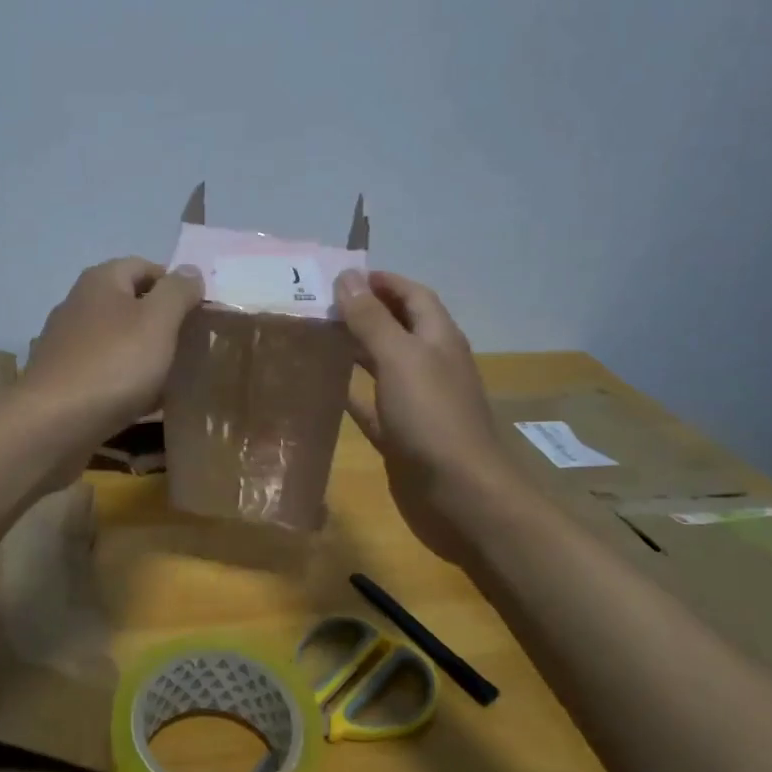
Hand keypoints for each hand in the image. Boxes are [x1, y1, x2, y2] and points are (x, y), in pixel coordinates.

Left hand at [21, 257, 203, 444]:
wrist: (53, 423)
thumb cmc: (113, 364)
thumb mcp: (157, 321)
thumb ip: (177, 292)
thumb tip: (189, 270)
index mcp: (101, 281)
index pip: (145, 267)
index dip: (175, 285)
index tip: (200, 312)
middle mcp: (78, 304)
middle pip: (130, 303)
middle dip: (161, 321)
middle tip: (190, 345)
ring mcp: (66, 343)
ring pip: (117, 340)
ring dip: (144, 354)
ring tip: (173, 376)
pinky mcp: (62, 378)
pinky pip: (104, 371)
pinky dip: (125, 381)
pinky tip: (143, 402)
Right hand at [336, 270, 511, 565]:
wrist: (460, 495)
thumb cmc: (432, 417)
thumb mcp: (400, 358)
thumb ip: (372, 318)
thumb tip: (347, 276)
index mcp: (438, 339)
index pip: (413, 296)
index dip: (383, 282)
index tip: (342, 276)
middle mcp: (430, 365)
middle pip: (396, 327)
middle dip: (362, 312)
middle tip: (316, 305)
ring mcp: (416, 402)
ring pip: (381, 365)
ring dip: (352, 350)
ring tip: (312, 338)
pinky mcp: (400, 434)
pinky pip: (369, 405)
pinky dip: (349, 392)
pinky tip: (320, 387)